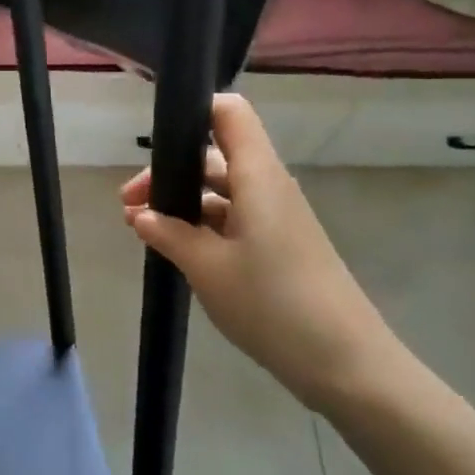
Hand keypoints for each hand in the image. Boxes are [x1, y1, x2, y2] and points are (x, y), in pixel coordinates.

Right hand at [121, 93, 396, 409]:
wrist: (346, 363)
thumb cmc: (272, 303)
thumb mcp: (207, 268)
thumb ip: (169, 234)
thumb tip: (143, 216)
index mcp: (257, 176)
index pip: (230, 113)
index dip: (193, 110)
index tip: (153, 139)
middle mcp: (269, 186)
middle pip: (215, 156)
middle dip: (170, 173)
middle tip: (129, 205)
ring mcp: (277, 217)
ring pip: (222, 191)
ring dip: (183, 204)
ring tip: (143, 230)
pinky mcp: (281, 245)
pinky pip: (235, 218)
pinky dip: (203, 226)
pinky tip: (177, 251)